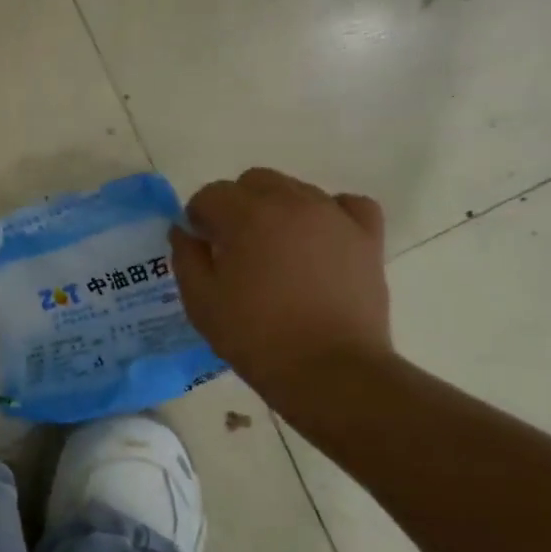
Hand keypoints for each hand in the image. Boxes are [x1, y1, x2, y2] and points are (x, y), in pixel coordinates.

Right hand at [170, 168, 392, 406]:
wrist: (328, 369)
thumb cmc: (255, 336)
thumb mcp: (201, 301)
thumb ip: (186, 257)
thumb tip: (184, 231)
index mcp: (246, 216)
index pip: (211, 194)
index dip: (198, 218)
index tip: (200, 246)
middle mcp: (291, 202)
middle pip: (254, 181)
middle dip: (237, 205)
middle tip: (234, 246)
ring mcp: (334, 216)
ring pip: (297, 189)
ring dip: (277, 209)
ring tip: (276, 250)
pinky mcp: (366, 237)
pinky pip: (346, 204)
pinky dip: (329, 213)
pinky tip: (319, 238)